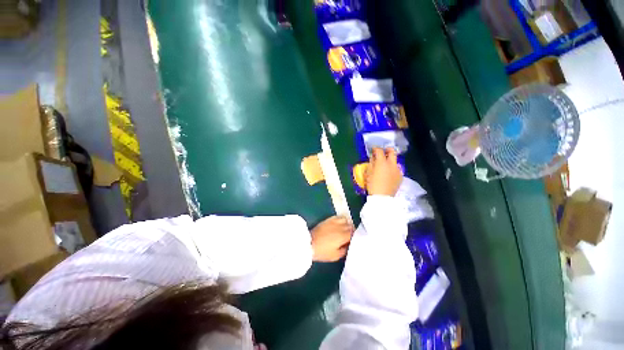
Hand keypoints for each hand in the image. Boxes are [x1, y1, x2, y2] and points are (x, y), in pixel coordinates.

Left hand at [310, 216, 353, 261]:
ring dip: (347, 225)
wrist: (307, 244)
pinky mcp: (327, 220)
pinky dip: (341, 220)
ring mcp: (334, 222)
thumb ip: (345, 250)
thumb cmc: (322, 252)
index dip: (355, 238)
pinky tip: (338, 225)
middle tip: (349, 238)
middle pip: (351, 226)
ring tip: (344, 231)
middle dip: (352, 232)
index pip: (355, 234)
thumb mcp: (335, 256)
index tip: (352, 243)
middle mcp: (341, 227)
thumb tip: (348, 246)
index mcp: (344, 236)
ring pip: (346, 220)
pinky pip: (338, 217)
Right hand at [366, 148, 402, 195]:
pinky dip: (393, 169)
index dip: (375, 149)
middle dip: (387, 150)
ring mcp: (397, 170)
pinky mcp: (400, 177)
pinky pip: (397, 169)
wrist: (382, 198)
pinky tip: (389, 174)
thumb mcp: (368, 173)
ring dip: (390, 161)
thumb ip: (371, 163)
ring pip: (395, 161)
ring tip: (386, 166)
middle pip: (392, 151)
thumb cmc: (372, 186)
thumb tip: (373, 158)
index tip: (373, 150)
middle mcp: (391, 164)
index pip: (379, 150)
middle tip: (383, 153)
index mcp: (382, 162)